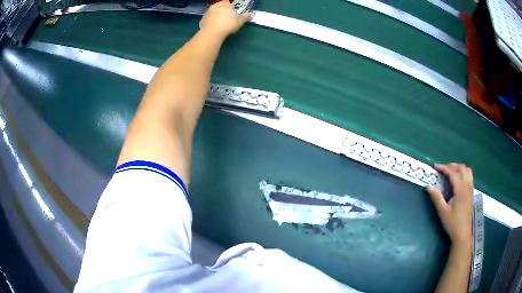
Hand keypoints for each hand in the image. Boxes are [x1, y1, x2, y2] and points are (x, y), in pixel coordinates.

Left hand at [199, 0, 252, 37]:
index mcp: (224, 4)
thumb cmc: (228, 24)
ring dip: (217, 16)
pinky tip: (215, 27)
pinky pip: (208, 19)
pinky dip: (211, 22)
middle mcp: (215, 6)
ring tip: (221, 23)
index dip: (231, 6)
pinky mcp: (202, 20)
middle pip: (220, 6)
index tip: (233, 11)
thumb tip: (252, 15)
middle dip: (224, 10)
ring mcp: (207, 12)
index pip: (228, 1)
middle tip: (228, 17)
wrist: (212, 33)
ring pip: (213, 12)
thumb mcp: (240, 21)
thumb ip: (246, 17)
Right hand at [427, 163, 473, 246]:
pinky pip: (469, 176)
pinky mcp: (471, 193)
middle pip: (462, 168)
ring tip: (450, 173)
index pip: (452, 172)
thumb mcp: (442, 211)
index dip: (444, 168)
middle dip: (452, 166)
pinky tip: (457, 181)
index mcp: (460, 189)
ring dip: (459, 168)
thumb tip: (428, 185)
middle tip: (443, 170)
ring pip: (467, 171)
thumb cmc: (452, 223)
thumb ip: (436, 197)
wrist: (462, 233)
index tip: (435, 166)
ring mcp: (470, 189)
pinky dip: (463, 173)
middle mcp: (467, 185)